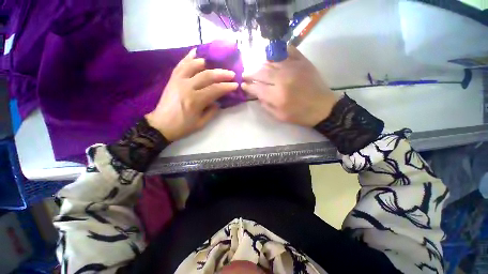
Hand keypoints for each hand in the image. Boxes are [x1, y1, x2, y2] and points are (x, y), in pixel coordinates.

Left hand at [146, 49, 237, 140]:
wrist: (161, 125)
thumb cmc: (182, 126)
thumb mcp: (201, 123)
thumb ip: (212, 111)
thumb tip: (218, 101)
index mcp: (195, 101)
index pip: (215, 89)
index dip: (227, 86)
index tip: (235, 85)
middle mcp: (187, 87)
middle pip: (207, 75)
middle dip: (222, 74)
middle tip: (231, 74)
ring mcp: (178, 81)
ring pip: (194, 66)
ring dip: (208, 63)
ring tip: (217, 64)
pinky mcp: (172, 79)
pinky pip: (181, 65)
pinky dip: (189, 58)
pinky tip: (196, 52)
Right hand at [242, 46, 336, 126]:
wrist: (322, 107)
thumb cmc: (299, 115)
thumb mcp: (279, 116)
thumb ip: (266, 105)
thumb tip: (257, 94)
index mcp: (277, 95)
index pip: (256, 88)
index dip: (248, 86)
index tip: (243, 85)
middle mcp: (283, 79)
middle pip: (261, 72)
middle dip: (250, 73)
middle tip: (245, 74)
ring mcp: (293, 67)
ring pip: (271, 61)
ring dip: (261, 64)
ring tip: (257, 68)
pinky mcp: (303, 62)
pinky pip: (288, 51)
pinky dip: (278, 51)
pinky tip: (273, 55)